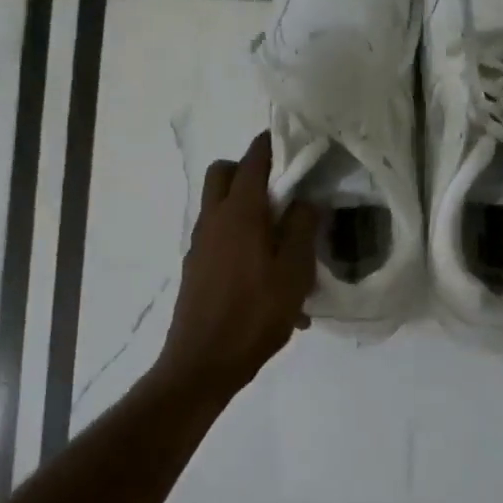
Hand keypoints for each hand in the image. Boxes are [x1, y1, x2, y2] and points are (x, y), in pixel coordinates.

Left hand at [156, 132, 318, 396]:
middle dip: (248, 171)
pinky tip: (268, 281)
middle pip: (223, 174)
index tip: (291, 140)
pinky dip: (240, 241)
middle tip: (281, 192)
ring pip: (218, 207)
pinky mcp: (196, 269)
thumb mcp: (294, 272)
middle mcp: (213, 220)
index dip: (271, 144)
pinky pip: (219, 239)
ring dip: (245, 208)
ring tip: (282, 241)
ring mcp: (200, 245)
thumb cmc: (255, 314)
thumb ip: (303, 228)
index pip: (253, 160)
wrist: (204, 362)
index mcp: (239, 213)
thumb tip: (306, 200)